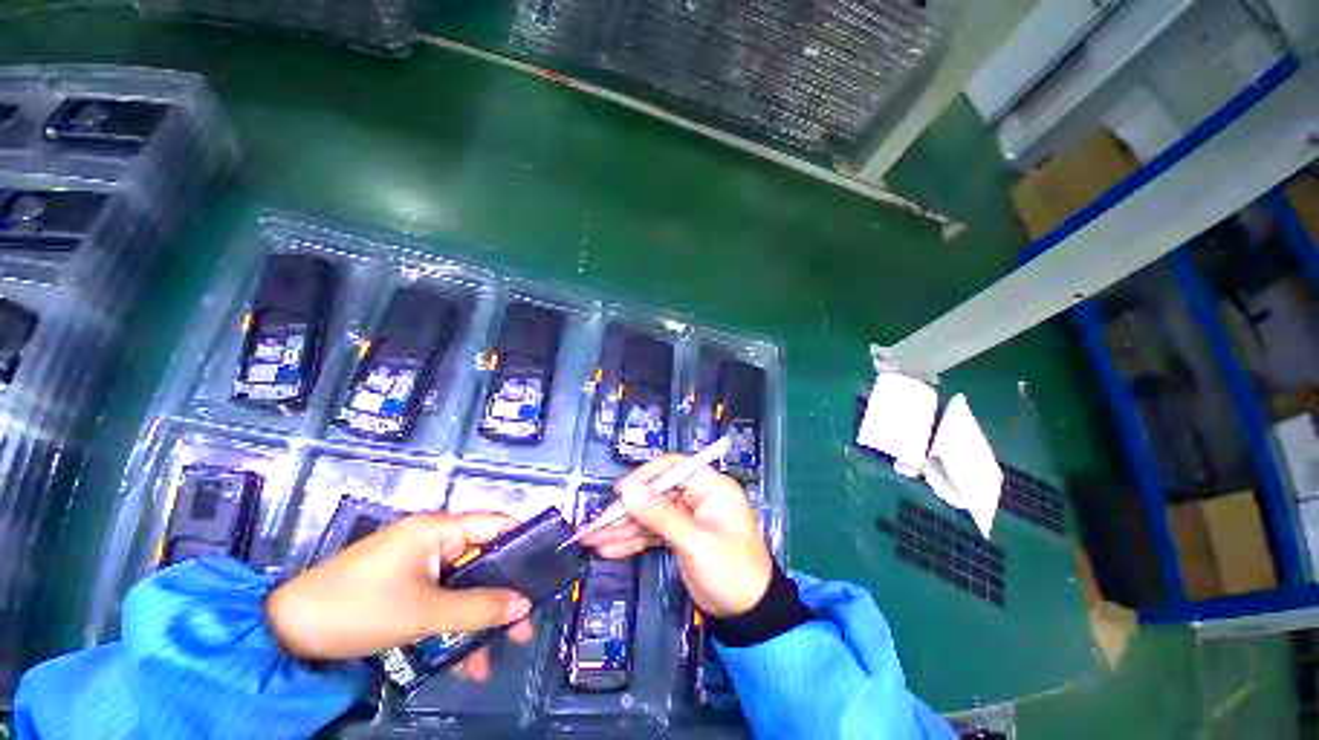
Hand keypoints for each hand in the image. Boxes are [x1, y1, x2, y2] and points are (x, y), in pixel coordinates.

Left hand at [266, 512, 534, 679]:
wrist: (285, 633)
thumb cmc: (358, 609)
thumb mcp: (423, 613)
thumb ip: (478, 608)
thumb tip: (524, 606)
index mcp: (439, 528)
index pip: (497, 524)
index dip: (524, 542)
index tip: (547, 568)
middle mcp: (433, 539)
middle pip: (483, 559)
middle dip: (503, 592)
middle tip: (524, 625)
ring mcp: (418, 563)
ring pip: (463, 585)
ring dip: (478, 618)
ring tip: (492, 656)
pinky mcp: (405, 585)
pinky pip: (442, 598)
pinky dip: (453, 623)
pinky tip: (460, 658)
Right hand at [580, 455, 771, 617]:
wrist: (749, 614)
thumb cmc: (732, 571)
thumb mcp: (695, 542)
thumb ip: (660, 515)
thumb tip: (628, 489)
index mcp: (710, 486)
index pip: (673, 468)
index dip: (646, 476)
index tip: (621, 491)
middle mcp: (696, 496)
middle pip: (655, 493)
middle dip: (626, 510)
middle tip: (597, 524)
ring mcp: (685, 517)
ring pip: (649, 515)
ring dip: (622, 528)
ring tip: (592, 539)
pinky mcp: (678, 537)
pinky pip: (651, 533)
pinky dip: (632, 541)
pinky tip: (609, 548)